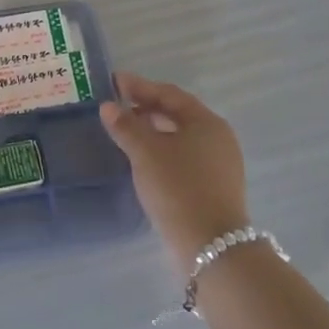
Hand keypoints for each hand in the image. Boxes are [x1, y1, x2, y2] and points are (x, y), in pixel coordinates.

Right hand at [101, 73, 248, 264]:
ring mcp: (219, 165)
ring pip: (180, 137)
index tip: (114, 82)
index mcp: (206, 122)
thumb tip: (109, 107)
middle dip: (146, 107)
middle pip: (177, 114)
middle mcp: (218, 139)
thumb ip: (125, 125)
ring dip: (152, 130)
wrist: (211, 247)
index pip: (169, 94)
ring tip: (125, 131)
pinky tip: (143, 159)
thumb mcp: (145, 152)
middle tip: (117, 106)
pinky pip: (183, 157)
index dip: (139, 86)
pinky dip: (161, 151)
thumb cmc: (178, 188)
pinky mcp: (214, 187)